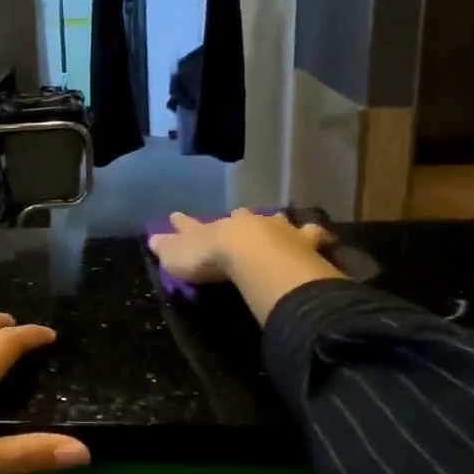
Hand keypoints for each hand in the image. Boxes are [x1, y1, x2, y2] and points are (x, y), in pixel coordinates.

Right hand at [148, 209, 332, 282]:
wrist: (254, 255)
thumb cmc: (211, 258)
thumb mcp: (179, 256)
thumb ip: (168, 248)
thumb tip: (151, 238)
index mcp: (213, 228)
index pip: (193, 224)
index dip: (183, 223)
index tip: (175, 216)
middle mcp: (244, 223)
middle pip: (239, 217)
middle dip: (237, 217)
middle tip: (238, 215)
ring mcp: (275, 229)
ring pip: (275, 221)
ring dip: (275, 222)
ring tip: (278, 220)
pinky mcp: (303, 241)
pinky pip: (312, 236)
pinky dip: (316, 236)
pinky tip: (321, 237)